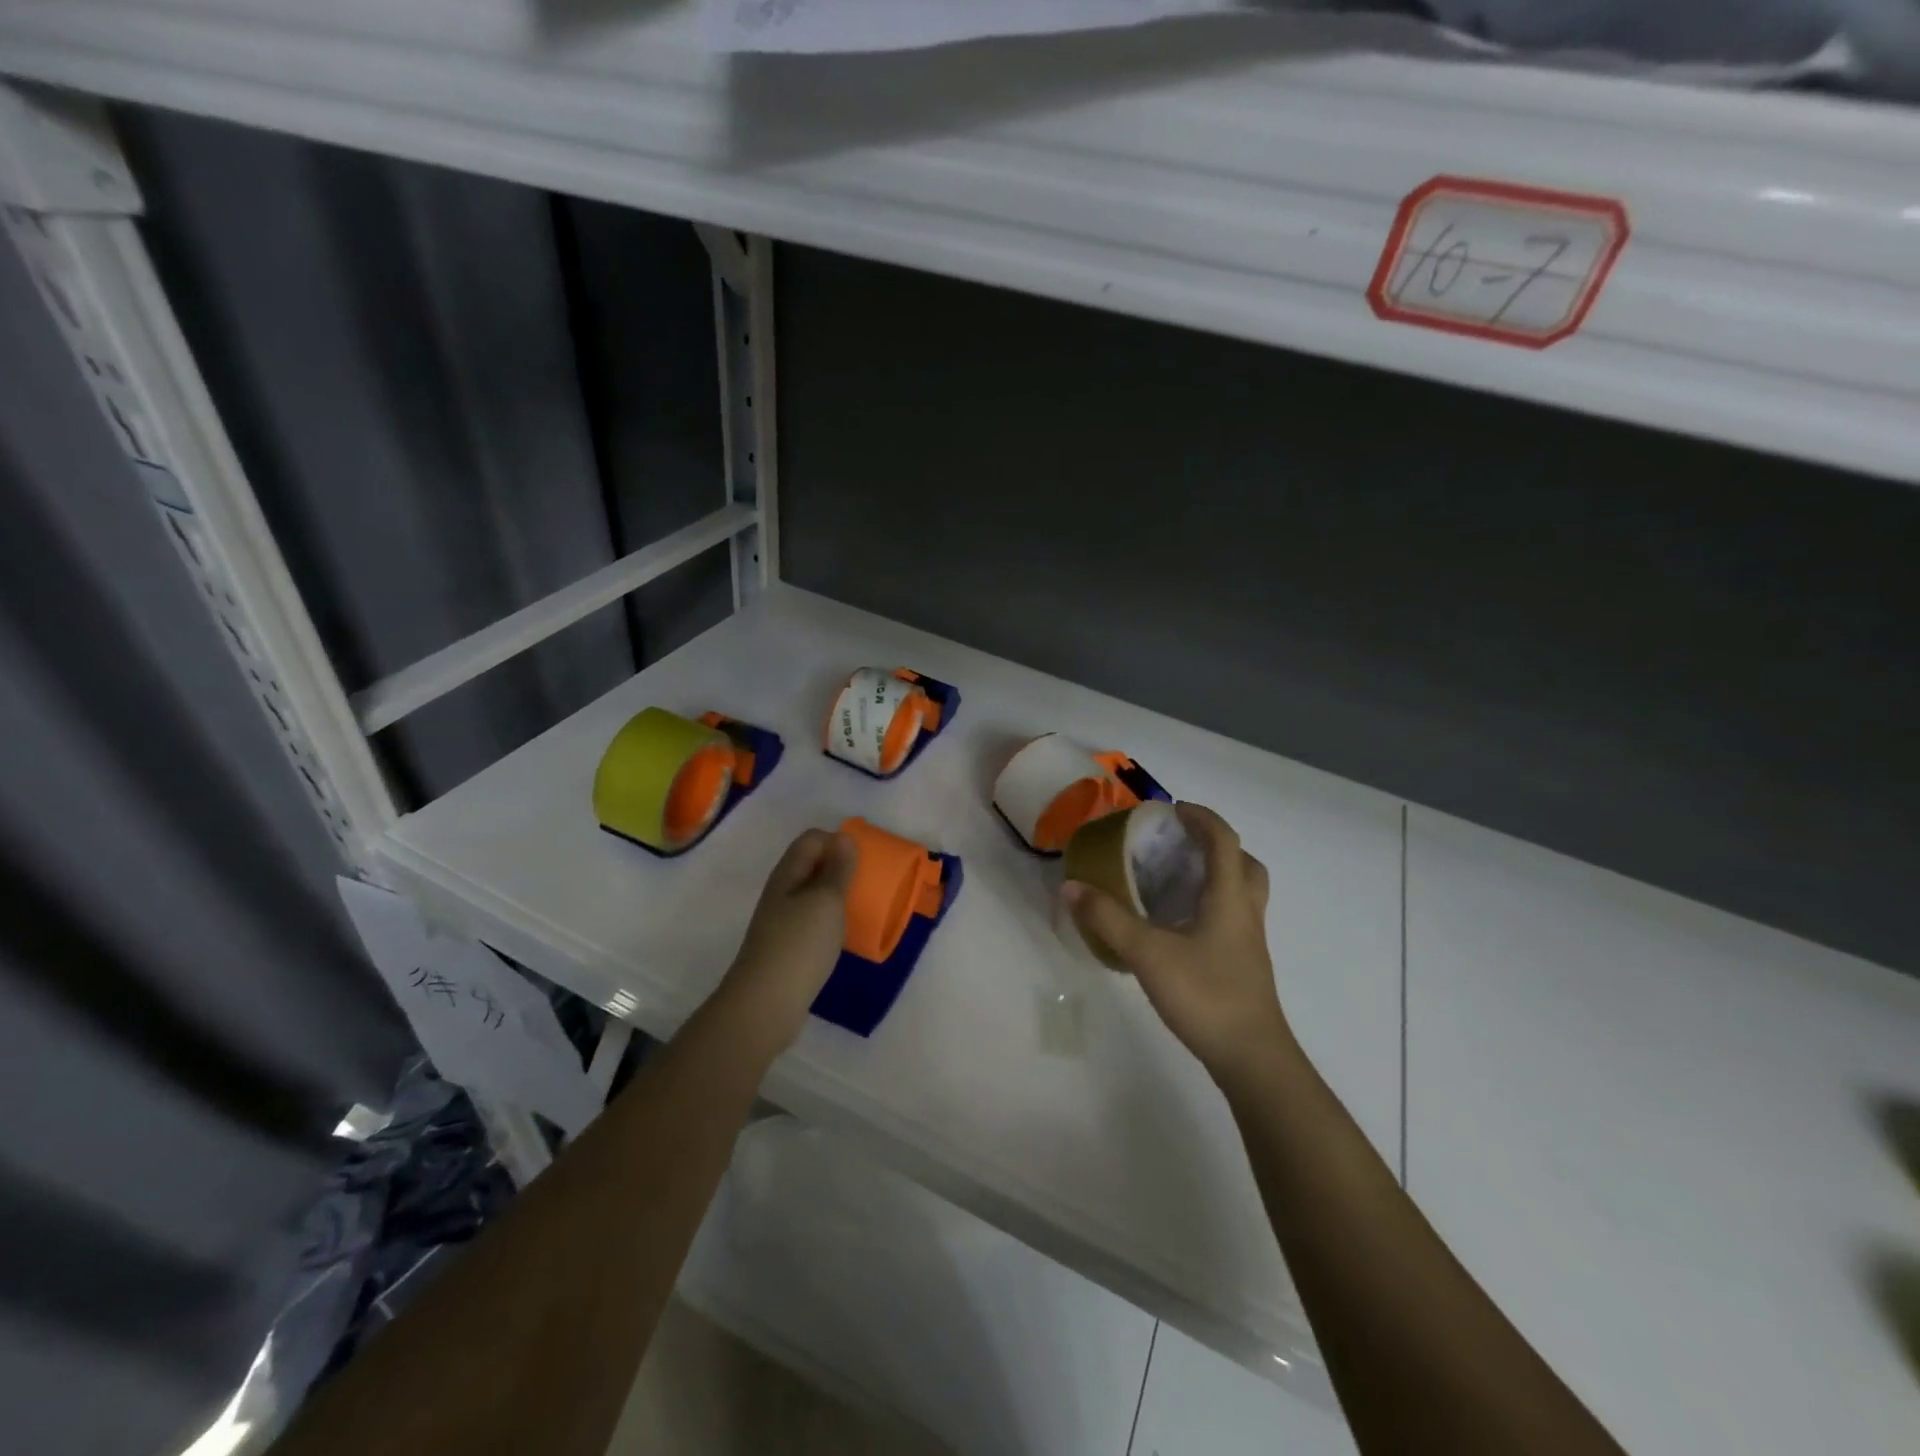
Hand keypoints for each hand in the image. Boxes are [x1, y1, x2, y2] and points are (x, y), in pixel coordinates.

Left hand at [716, 828, 855, 1054]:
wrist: (765, 1004)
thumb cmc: (800, 944)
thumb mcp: (826, 900)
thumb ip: (838, 869)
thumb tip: (843, 837)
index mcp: (788, 873)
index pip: (812, 839)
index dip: (838, 841)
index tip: (864, 860)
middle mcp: (781, 892)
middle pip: (812, 865)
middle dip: (840, 867)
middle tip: (868, 882)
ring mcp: (781, 921)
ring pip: (812, 895)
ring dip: (836, 896)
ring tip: (861, 908)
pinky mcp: (787, 947)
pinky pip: (812, 921)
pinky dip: (829, 921)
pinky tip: (843, 936)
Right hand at [1062, 803, 1294, 1083]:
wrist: (1251, 1058)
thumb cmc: (1205, 995)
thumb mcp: (1148, 953)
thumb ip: (1108, 918)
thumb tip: (1071, 886)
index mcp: (1229, 897)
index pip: (1223, 840)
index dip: (1201, 818)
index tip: (1171, 810)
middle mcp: (1245, 912)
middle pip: (1244, 864)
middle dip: (1215, 845)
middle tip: (1179, 846)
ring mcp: (1249, 942)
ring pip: (1241, 893)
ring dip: (1215, 876)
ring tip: (1174, 881)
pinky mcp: (1243, 965)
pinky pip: (1231, 918)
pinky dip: (1209, 907)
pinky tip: (1176, 927)